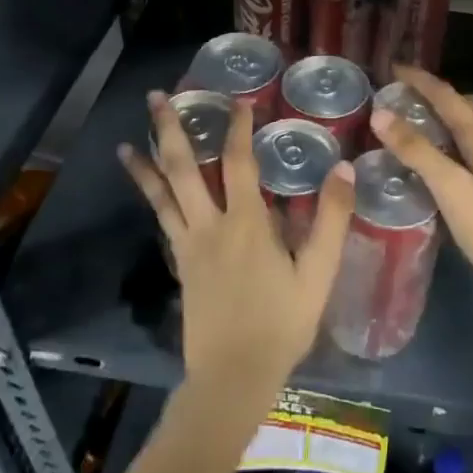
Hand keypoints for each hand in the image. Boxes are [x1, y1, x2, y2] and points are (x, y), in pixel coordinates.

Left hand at [119, 92, 355, 398]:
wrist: (234, 375)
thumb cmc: (282, 324)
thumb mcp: (318, 274)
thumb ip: (331, 220)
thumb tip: (343, 167)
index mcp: (247, 223)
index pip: (238, 161)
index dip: (237, 127)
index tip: (237, 99)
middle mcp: (210, 225)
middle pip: (183, 168)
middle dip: (170, 129)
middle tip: (157, 97)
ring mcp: (189, 245)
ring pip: (163, 194)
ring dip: (147, 162)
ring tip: (129, 139)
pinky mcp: (181, 264)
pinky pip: (162, 221)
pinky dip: (150, 199)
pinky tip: (146, 189)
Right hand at [369, 66, 472, 312]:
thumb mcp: (448, 186)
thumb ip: (416, 149)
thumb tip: (381, 114)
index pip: (448, 95)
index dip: (421, 80)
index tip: (393, 68)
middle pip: (465, 104)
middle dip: (436, 93)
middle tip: (403, 95)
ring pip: (471, 124)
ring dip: (445, 114)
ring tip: (414, 119)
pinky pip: (472, 143)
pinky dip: (452, 136)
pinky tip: (437, 154)